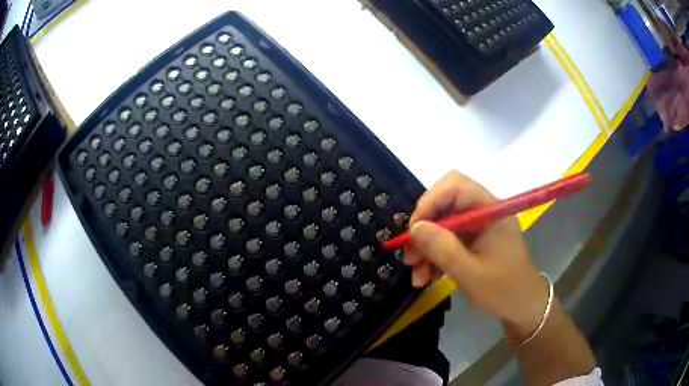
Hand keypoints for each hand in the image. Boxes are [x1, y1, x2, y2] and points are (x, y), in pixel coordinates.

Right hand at [404, 171, 548, 334]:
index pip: (456, 186)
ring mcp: (479, 226)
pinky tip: (428, 277)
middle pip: (445, 204)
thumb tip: (415, 228)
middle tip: (411, 256)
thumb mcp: (471, 274)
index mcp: (491, 211)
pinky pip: (448, 240)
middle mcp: (484, 212)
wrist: (523, 306)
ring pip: (443, 224)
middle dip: (425, 230)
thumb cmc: (503, 291)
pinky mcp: (475, 240)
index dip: (430, 201)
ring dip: (427, 248)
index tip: (414, 230)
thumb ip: (443, 249)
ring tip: (418, 276)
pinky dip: (435, 256)